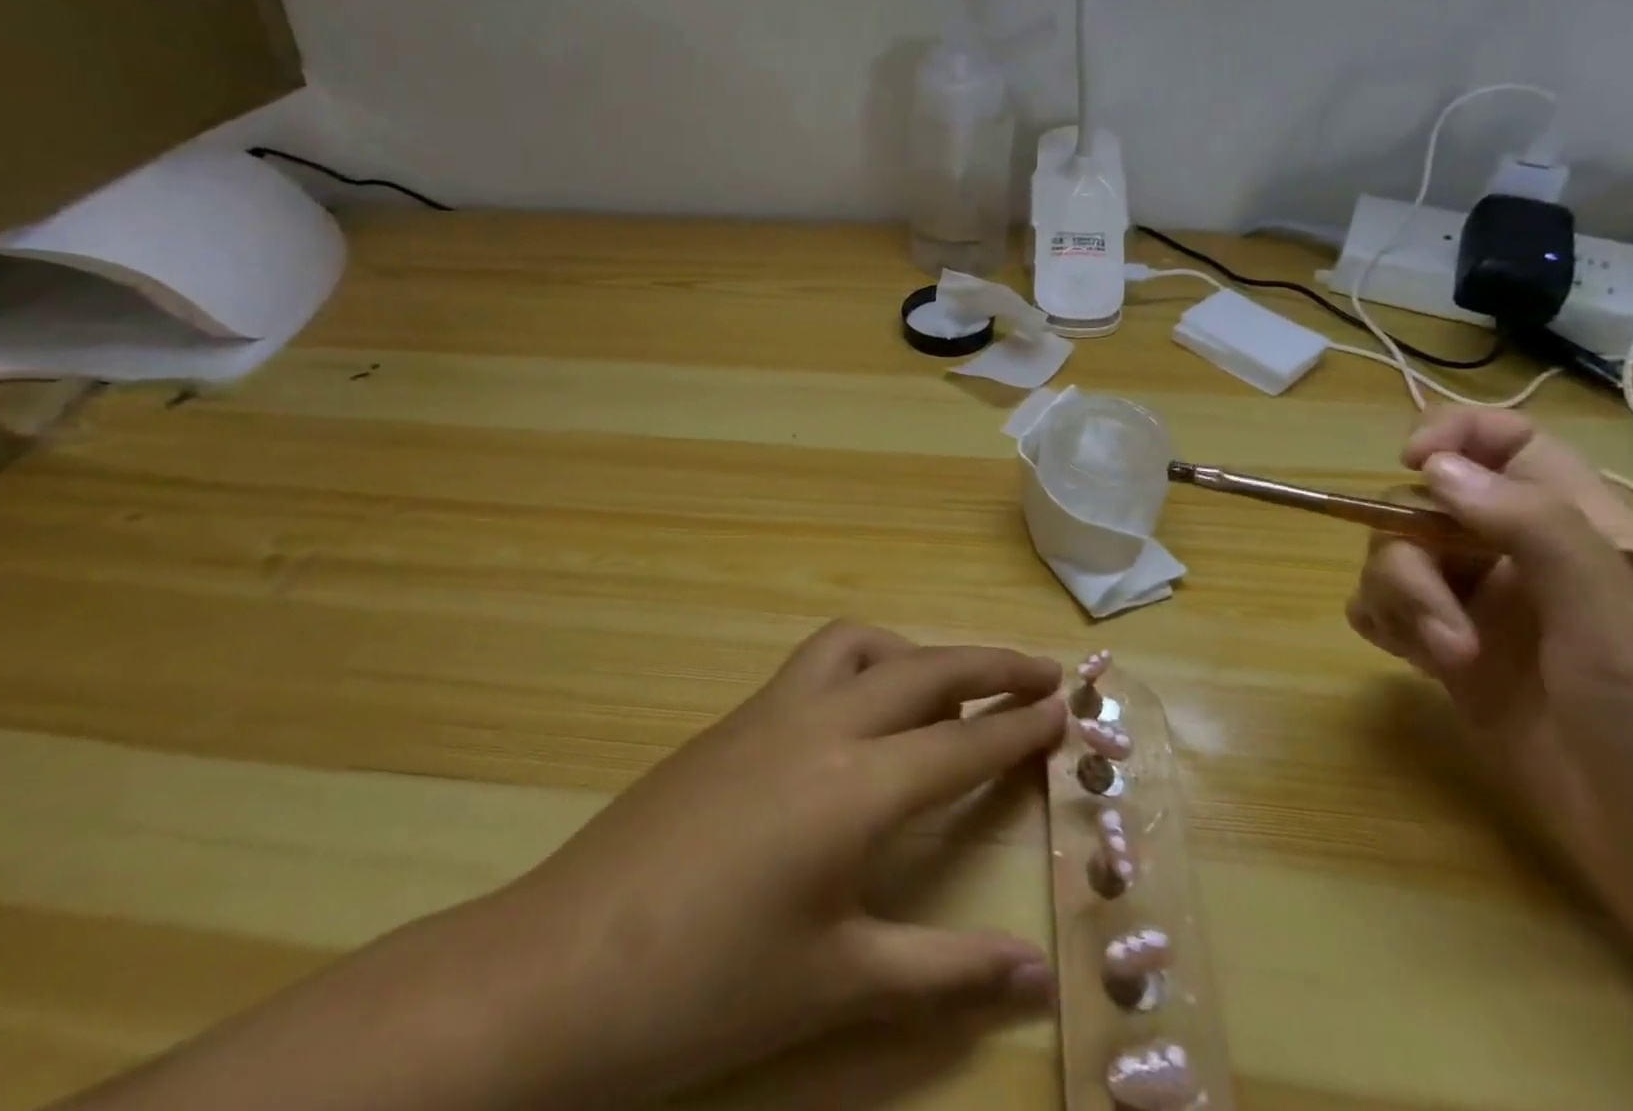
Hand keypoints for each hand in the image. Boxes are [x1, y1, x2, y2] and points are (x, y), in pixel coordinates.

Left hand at [61, 623, 1064, 1110]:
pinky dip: (864, 664)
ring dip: (915, 651)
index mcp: (856, 790)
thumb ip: (943, 972)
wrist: (561, 966)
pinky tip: (864, 712)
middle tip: (1042, 671)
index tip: (1071, 703)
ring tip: (948, 688)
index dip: (1023, 724)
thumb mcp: (837, 985)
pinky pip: (818, 662)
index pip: (965, 742)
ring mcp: (772, 711)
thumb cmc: (706, 989)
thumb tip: (1033, 975)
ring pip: (861, 644)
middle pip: (926, 668)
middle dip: (991, 663)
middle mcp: (821, 726)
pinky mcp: (736, 717)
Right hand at [1347, 408, 1632, 1103]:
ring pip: (1398, 561)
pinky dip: (1381, 621)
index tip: (1414, 467)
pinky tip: (1405, 656)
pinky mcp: (1460, 666)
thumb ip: (1535, 532)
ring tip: (1442, 661)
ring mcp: (1490, 616)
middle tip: (1444, 628)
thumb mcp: (1623, 626)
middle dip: (1410, 556)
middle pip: (1427, 510)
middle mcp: (1526, 565)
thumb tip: (1435, 467)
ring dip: (1396, 599)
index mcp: (1582, 535)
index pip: (1508, 446)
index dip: (1455, 438)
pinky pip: (1389, 614)